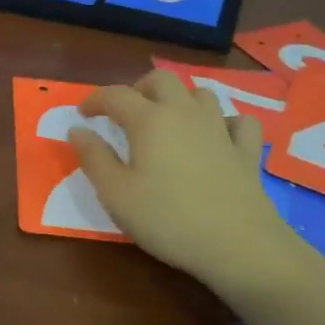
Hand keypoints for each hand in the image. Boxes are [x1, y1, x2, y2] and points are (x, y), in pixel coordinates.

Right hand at [68, 70, 284, 283]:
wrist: (238, 245)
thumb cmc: (168, 219)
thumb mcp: (116, 194)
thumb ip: (93, 158)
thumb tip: (77, 129)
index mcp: (149, 120)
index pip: (115, 95)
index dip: (95, 100)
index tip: (83, 114)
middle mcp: (185, 113)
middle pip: (161, 80)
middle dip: (139, 88)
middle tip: (126, 113)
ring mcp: (220, 129)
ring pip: (201, 94)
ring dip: (181, 100)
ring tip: (169, 121)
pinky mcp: (246, 151)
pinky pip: (239, 122)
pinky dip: (226, 123)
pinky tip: (219, 137)